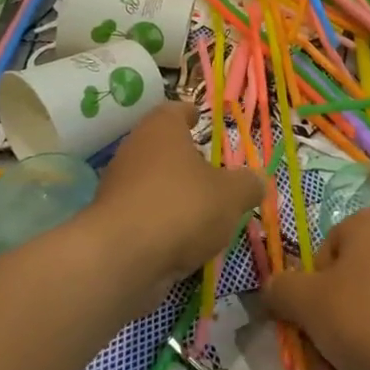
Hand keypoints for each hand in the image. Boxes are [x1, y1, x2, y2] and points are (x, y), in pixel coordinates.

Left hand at [86, 102, 263, 298]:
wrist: (122, 258)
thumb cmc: (182, 207)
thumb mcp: (231, 195)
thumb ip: (248, 184)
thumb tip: (258, 180)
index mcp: (161, 129)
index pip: (175, 111)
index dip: (189, 114)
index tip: (199, 118)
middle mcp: (134, 150)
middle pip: (161, 147)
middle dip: (184, 158)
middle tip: (210, 169)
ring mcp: (118, 186)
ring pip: (151, 181)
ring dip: (173, 192)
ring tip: (202, 210)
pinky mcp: (111, 222)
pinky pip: (143, 214)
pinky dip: (161, 221)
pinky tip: (181, 239)